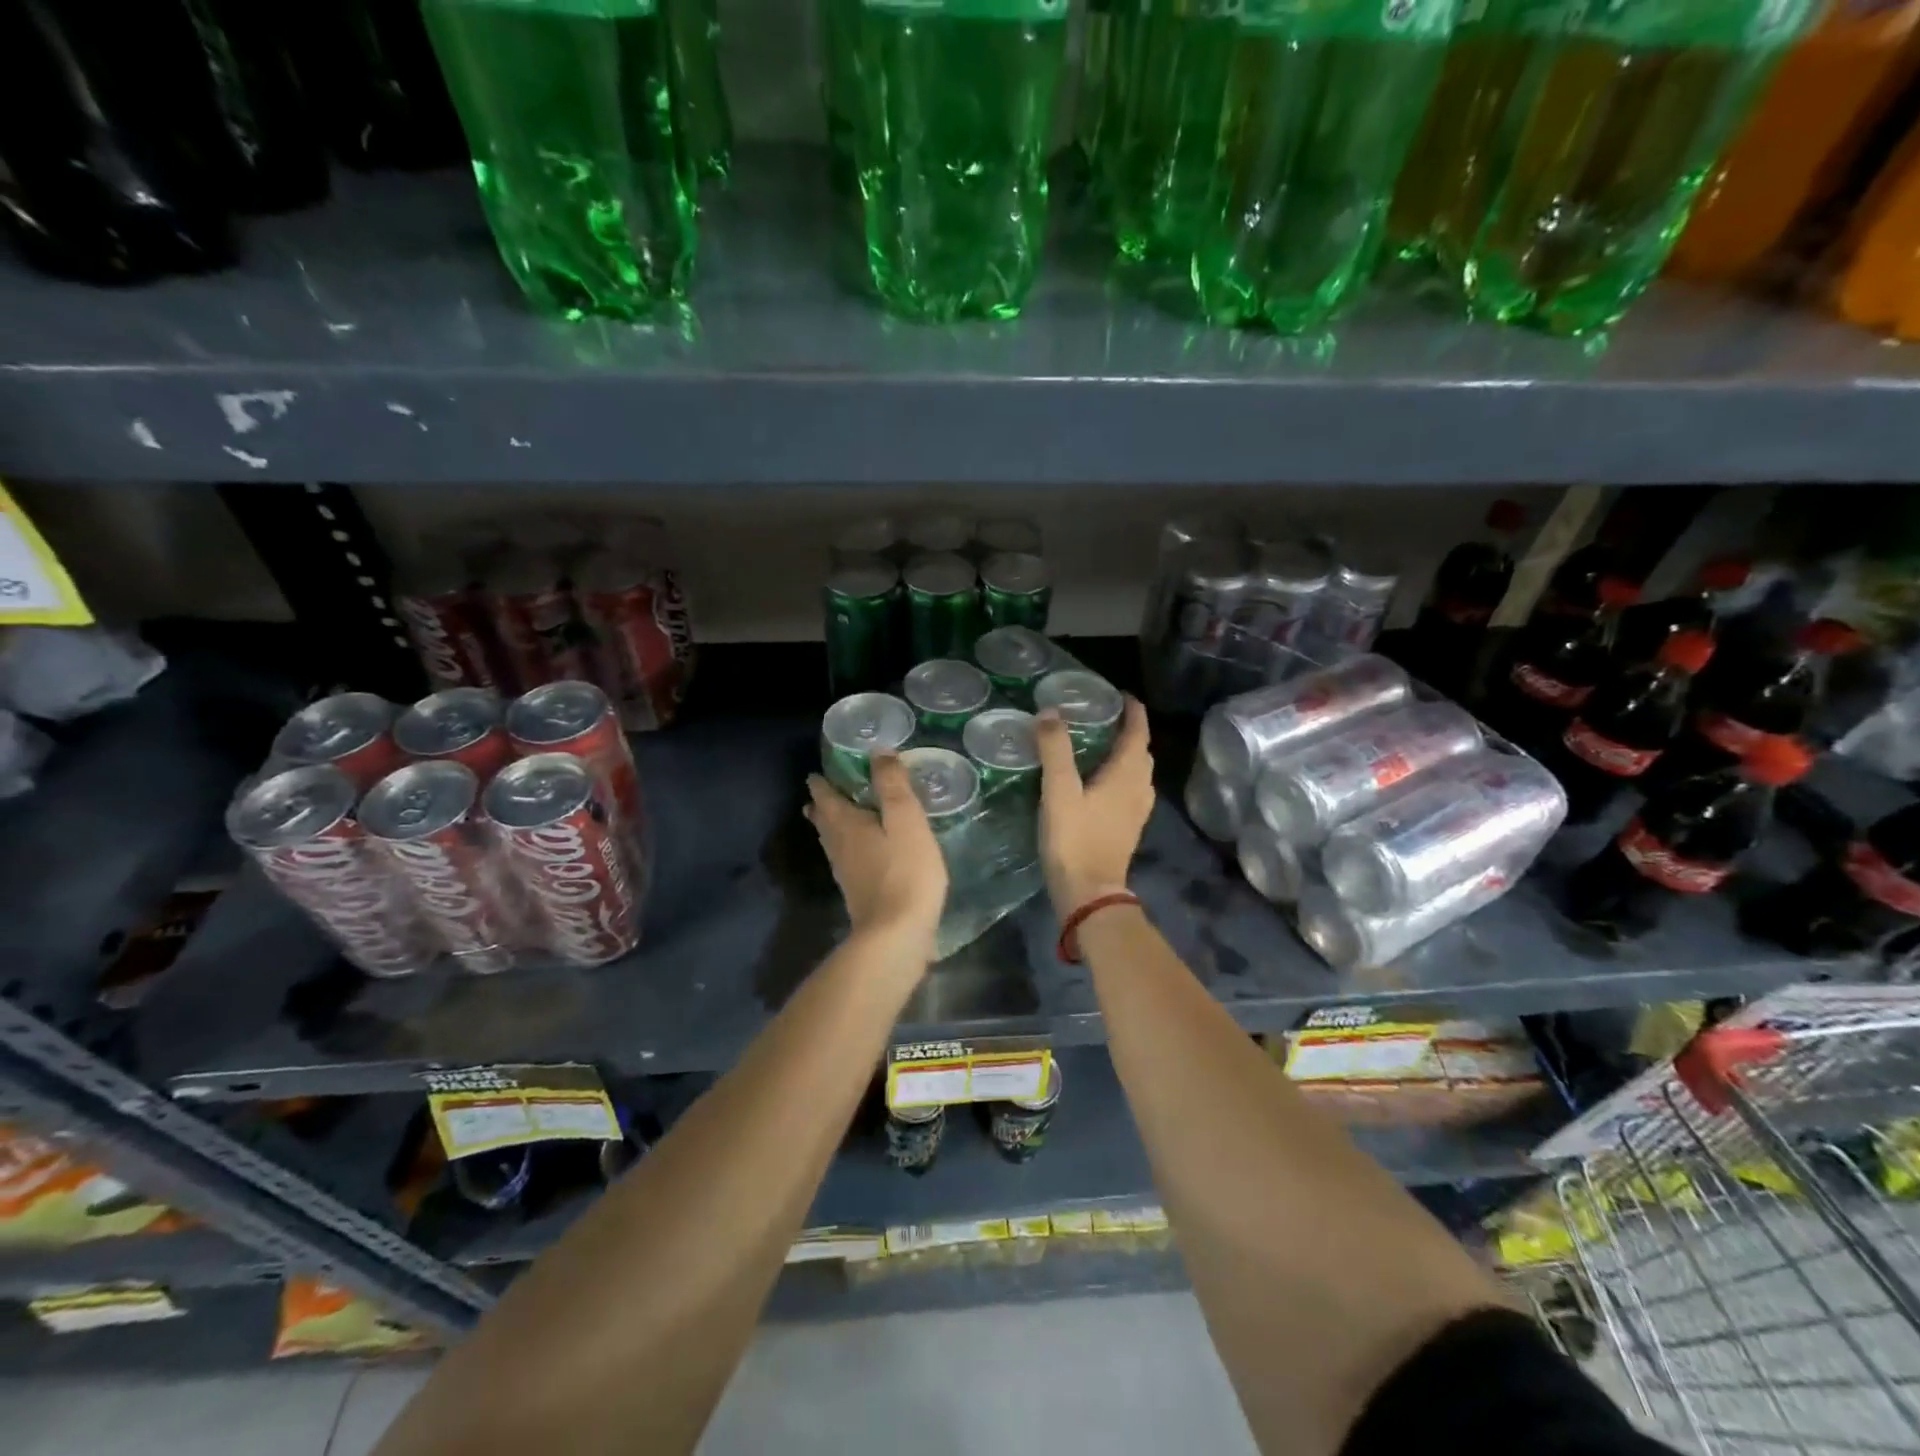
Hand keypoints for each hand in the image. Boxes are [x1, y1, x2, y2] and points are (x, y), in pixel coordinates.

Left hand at [805, 754, 947, 962]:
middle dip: (822, 804)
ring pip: (832, 841)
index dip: (821, 782)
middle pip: (824, 820)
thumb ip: (892, 785)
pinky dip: (848, 847)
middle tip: (822, 791)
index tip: (818, 772)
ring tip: (833, 817)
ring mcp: (846, 873)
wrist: (896, 935)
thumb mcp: (906, 820)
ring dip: (830, 826)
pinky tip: (861, 854)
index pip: (826, 796)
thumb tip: (878, 751)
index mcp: (847, 824)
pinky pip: (846, 859)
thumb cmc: (904, 872)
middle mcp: (839, 846)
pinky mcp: (858, 893)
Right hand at [1035, 696, 1154, 916]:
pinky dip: (1121, 776)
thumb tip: (1050, 712)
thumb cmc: (1075, 839)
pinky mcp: (1127, 829)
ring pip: (1138, 773)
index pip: (1138, 733)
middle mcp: (1139, 789)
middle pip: (1141, 752)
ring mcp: (1136, 812)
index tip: (1122, 695)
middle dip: (1130, 731)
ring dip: (1127, 755)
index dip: (1133, 711)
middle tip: (1105, 717)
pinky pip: (1131, 791)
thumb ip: (1055, 749)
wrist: (1089, 893)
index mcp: (1126, 775)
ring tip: (1103, 745)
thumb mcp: (1059, 791)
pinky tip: (1102, 783)